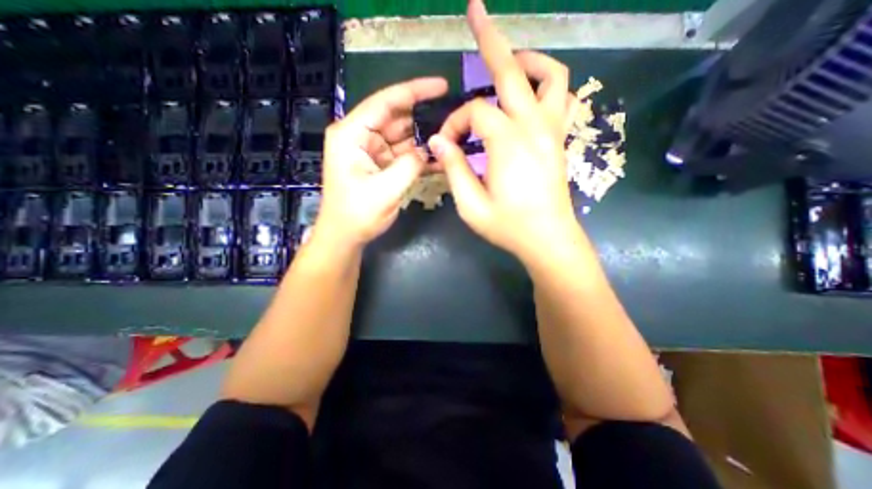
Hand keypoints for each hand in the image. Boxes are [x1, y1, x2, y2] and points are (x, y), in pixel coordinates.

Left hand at [316, 78, 449, 248]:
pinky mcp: (378, 164)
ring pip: (401, 137)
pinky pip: (401, 154)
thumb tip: (427, 150)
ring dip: (422, 142)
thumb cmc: (357, 214)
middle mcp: (359, 136)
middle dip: (422, 121)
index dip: (414, 91)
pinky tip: (436, 160)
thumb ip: (410, 165)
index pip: (385, 102)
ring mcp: (370, 150)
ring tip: (447, 144)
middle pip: (395, 118)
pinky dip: (417, 157)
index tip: (441, 86)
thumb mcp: (386, 190)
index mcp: (351, 134)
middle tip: (451, 123)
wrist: (345, 236)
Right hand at [429, 0, 576, 262]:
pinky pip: (562, 97)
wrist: (548, 239)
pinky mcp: (560, 140)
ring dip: (527, 60)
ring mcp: (553, 131)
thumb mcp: (471, 205)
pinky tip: (529, 93)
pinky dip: (546, 84)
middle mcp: (534, 127)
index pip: (474, 113)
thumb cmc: (508, 227)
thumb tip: (438, 140)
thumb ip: (453, 169)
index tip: (446, 144)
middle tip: (476, 9)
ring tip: (508, 61)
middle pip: (513, 71)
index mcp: (508, 143)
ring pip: (550, 76)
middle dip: (490, 38)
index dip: (455, 124)